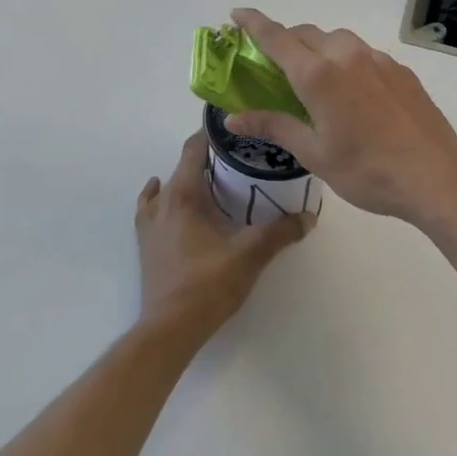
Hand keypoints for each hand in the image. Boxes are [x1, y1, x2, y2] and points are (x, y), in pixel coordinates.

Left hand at [134, 131, 311, 341]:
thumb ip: (281, 231)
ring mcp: (150, 223)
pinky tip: (170, 200)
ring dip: (188, 179)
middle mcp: (163, 201)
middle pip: (183, 165)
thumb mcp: (251, 254)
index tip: (236, 127)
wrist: (170, 328)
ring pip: (167, 187)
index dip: (212, 133)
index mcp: (184, 194)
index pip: (194, 148)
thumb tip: (309, 216)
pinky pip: (152, 208)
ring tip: (214, 181)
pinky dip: (162, 197)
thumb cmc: (208, 284)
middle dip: (210, 158)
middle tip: (241, 159)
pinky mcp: (146, 244)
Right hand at [224, 9, 456, 231]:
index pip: (277, 37)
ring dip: (319, 48)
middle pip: (308, 34)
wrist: (436, 174)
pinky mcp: (401, 71)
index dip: (254, 23)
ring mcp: (379, 60)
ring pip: (339, 40)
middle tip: (274, 63)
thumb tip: (233, 117)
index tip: (237, 14)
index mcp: (319, 74)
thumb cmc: (367, 170)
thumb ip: (274, 126)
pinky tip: (353, 92)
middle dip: (286, 40)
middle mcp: (347, 56)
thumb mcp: (314, 154)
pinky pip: (364, 54)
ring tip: (314, 77)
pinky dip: (347, 61)